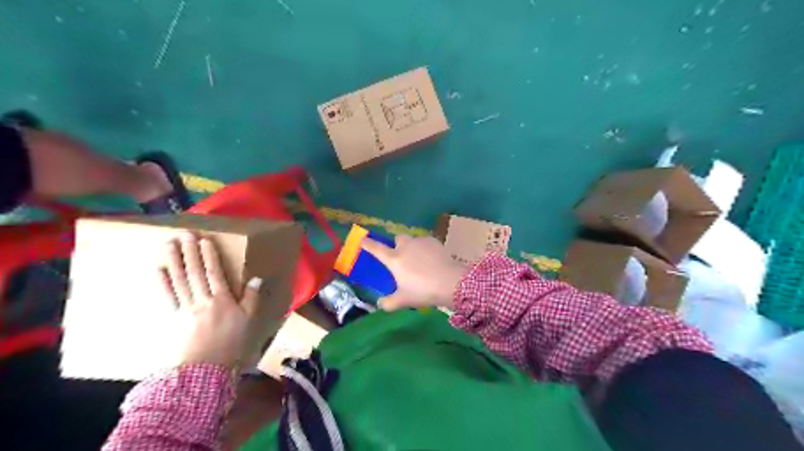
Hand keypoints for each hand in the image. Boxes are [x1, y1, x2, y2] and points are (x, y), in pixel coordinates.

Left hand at [161, 233, 263, 367]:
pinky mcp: (173, 318)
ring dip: (173, 261)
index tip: (204, 240)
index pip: (214, 272)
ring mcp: (185, 308)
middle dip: (189, 252)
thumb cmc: (231, 342)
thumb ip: (251, 298)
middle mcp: (202, 299)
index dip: (209, 256)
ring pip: (179, 280)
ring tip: (169, 245)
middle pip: (194, 272)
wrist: (205, 368)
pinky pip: (168, 297)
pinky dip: (163, 283)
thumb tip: (256, 277)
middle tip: (184, 234)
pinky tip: (159, 270)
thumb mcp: (248, 320)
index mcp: (222, 299)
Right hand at [364, 236, 468, 309]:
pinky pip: (426, 242)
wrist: (450, 282)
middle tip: (401, 257)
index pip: (376, 249)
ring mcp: (420, 242)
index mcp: (394, 259)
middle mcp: (405, 246)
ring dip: (412, 247)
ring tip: (419, 260)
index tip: (363, 239)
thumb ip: (389, 303)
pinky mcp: (434, 241)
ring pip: (413, 240)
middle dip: (397, 244)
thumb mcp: (403, 301)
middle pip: (397, 239)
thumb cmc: (423, 291)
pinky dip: (426, 249)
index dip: (368, 244)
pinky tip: (432, 260)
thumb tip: (381, 304)